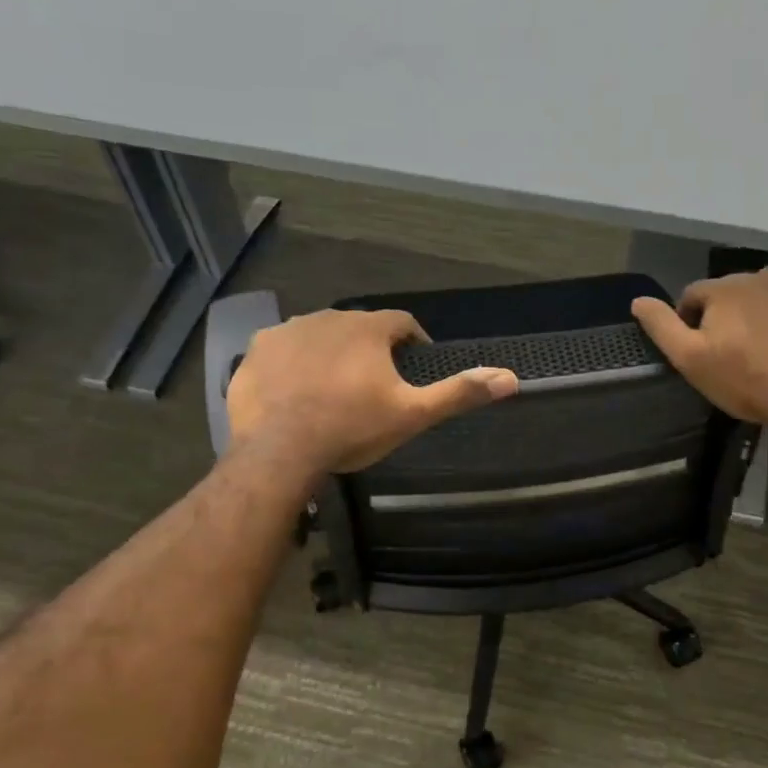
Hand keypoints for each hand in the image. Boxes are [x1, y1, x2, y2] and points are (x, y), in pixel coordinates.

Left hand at [226, 308, 518, 474]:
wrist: (279, 450)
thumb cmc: (352, 428)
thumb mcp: (412, 414)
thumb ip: (458, 393)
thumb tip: (510, 378)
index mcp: (369, 328)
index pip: (402, 322)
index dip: (413, 342)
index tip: (414, 365)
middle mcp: (328, 317)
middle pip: (359, 328)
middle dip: (370, 350)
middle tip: (373, 386)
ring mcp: (288, 330)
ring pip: (320, 336)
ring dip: (331, 353)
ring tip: (333, 390)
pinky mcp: (256, 350)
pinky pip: (283, 350)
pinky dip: (294, 364)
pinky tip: (295, 391)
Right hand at [631, 269, 767, 435]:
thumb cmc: (745, 381)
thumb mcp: (691, 360)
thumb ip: (662, 327)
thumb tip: (638, 300)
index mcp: (722, 290)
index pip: (693, 295)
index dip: (691, 321)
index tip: (702, 350)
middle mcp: (757, 276)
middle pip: (730, 289)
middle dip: (727, 312)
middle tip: (734, 349)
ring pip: (767, 285)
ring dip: (761, 303)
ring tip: (766, 337)